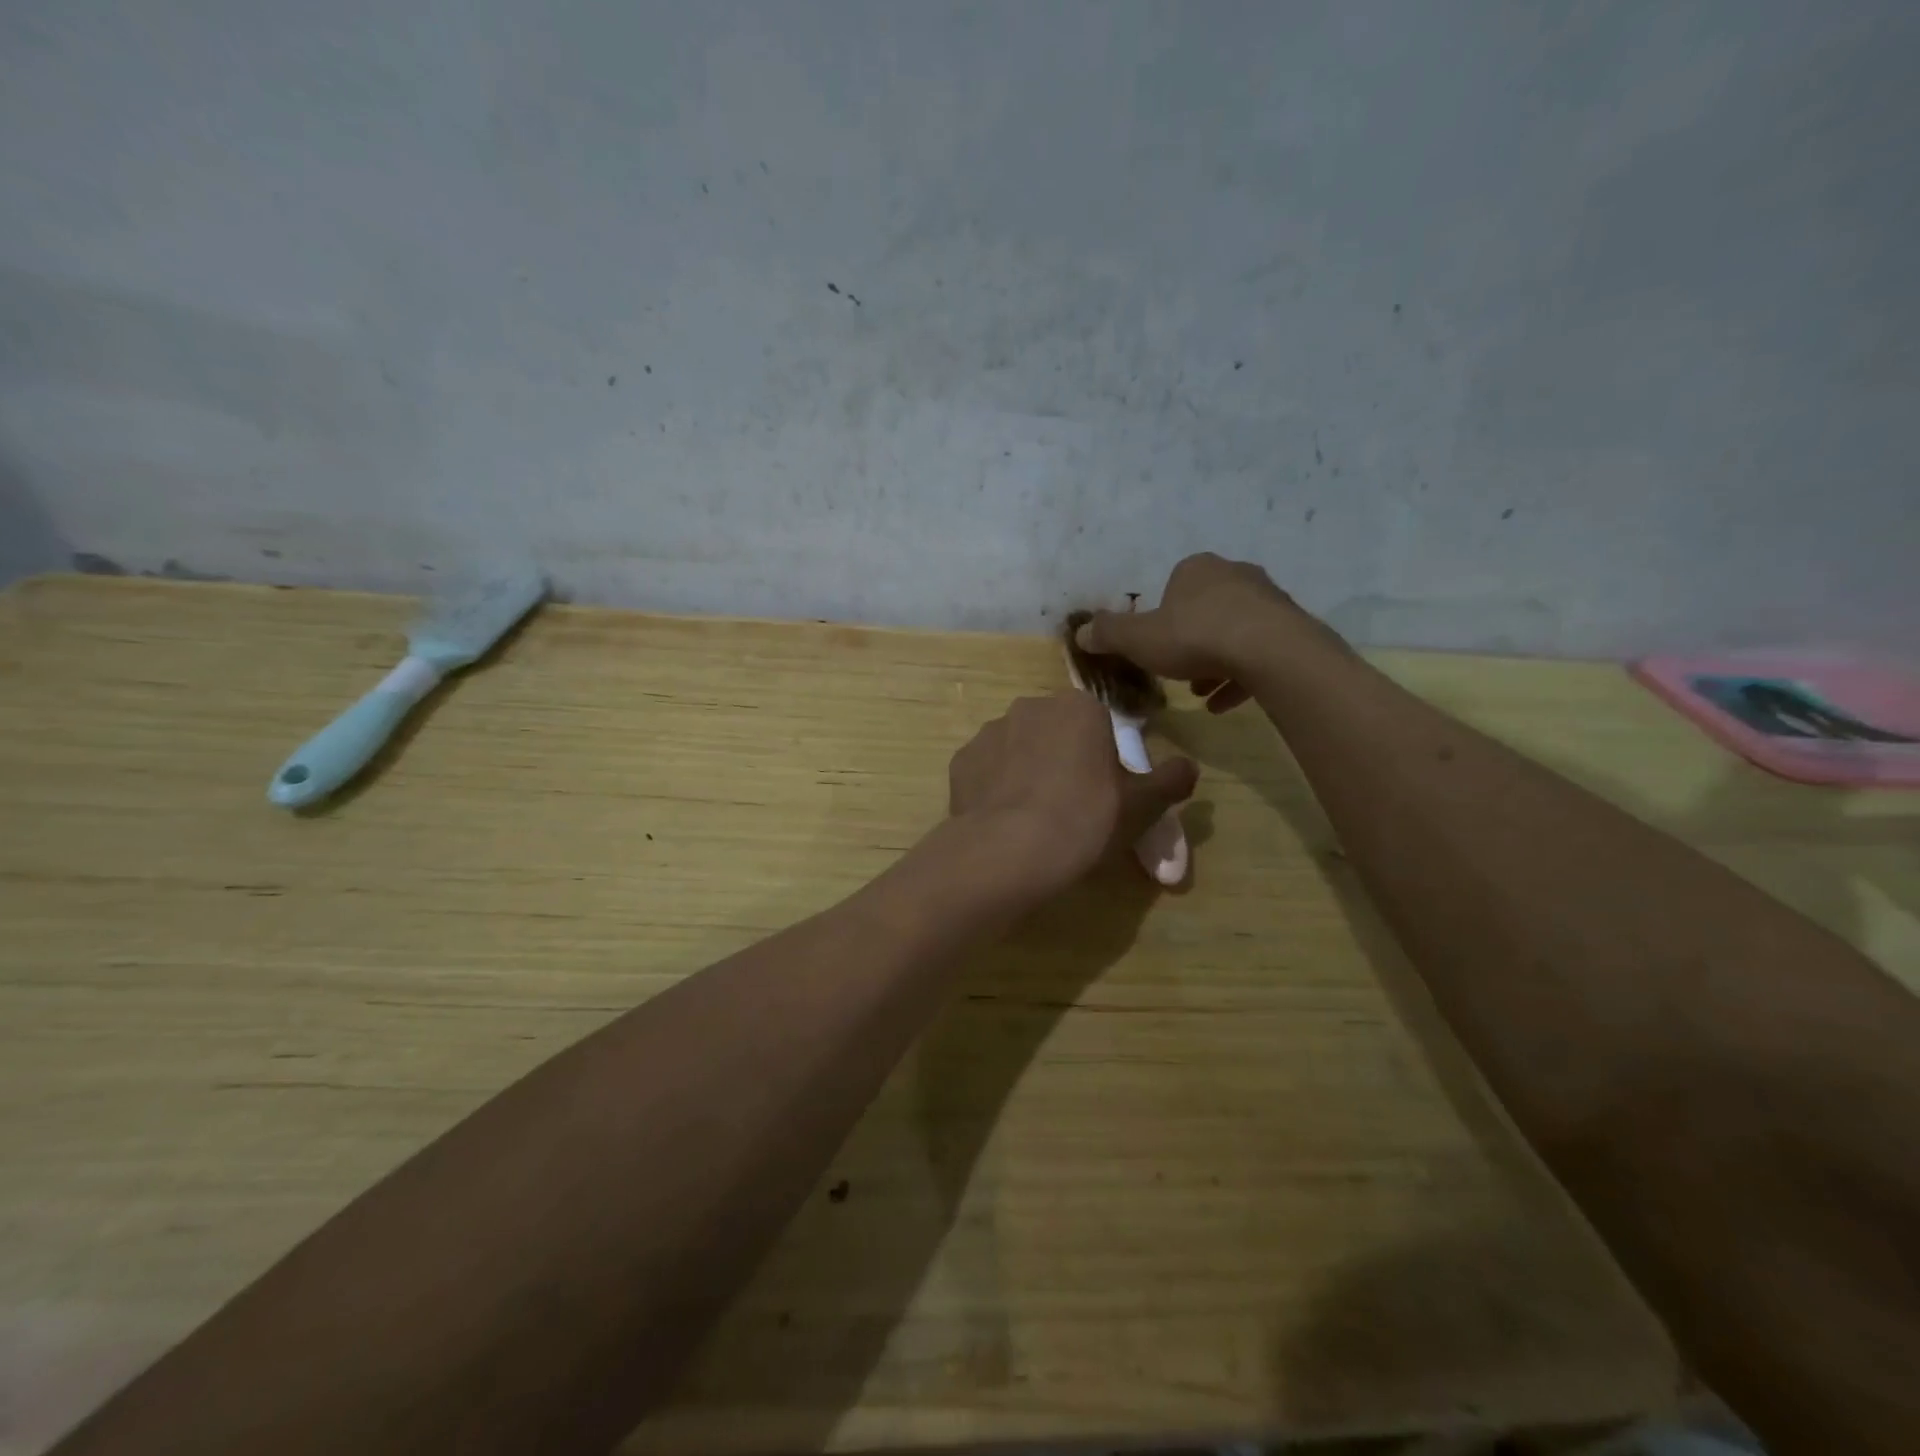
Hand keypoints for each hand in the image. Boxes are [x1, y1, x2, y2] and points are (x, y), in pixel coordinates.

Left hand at [948, 693, 1196, 895]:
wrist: (1010, 851)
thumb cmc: (1086, 819)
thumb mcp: (1141, 805)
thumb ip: (1170, 780)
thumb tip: (1189, 767)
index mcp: (1077, 707)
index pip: (1097, 724)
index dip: (1102, 758)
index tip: (1103, 792)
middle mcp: (1030, 706)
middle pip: (1054, 732)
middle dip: (1063, 759)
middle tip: (1071, 805)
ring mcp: (989, 732)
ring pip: (1017, 748)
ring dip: (1027, 771)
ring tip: (1034, 817)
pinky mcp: (961, 761)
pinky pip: (987, 771)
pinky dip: (995, 789)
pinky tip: (1005, 820)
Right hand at [1074, 553, 1341, 713]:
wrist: (1268, 650)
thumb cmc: (1195, 636)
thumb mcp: (1138, 639)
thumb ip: (1108, 635)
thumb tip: (1077, 632)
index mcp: (1197, 570)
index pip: (1174, 586)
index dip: (1161, 616)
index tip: (1155, 644)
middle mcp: (1234, 575)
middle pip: (1205, 608)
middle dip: (1190, 639)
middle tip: (1177, 669)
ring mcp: (1267, 600)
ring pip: (1233, 631)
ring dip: (1215, 660)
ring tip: (1200, 692)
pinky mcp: (1291, 628)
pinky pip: (1259, 652)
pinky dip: (1240, 675)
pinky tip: (1224, 704)